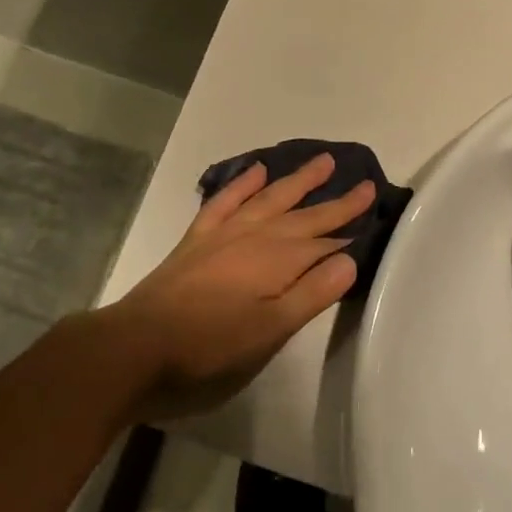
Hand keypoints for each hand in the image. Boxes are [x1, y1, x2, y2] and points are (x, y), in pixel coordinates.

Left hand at [100, 153, 372, 417]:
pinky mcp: (197, 239)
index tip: (375, 209)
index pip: (325, 242)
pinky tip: (256, 171)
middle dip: (335, 202)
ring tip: (322, 162)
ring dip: (296, 181)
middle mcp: (255, 238)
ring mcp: (223, 234)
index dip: (351, 227)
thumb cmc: (210, 349)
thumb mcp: (269, 332)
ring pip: (269, 199)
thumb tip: (351, 258)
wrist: (136, 347)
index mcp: (277, 262)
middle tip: (364, 183)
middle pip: (304, 216)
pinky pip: (225, 200)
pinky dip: (243, 183)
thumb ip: (311, 293)